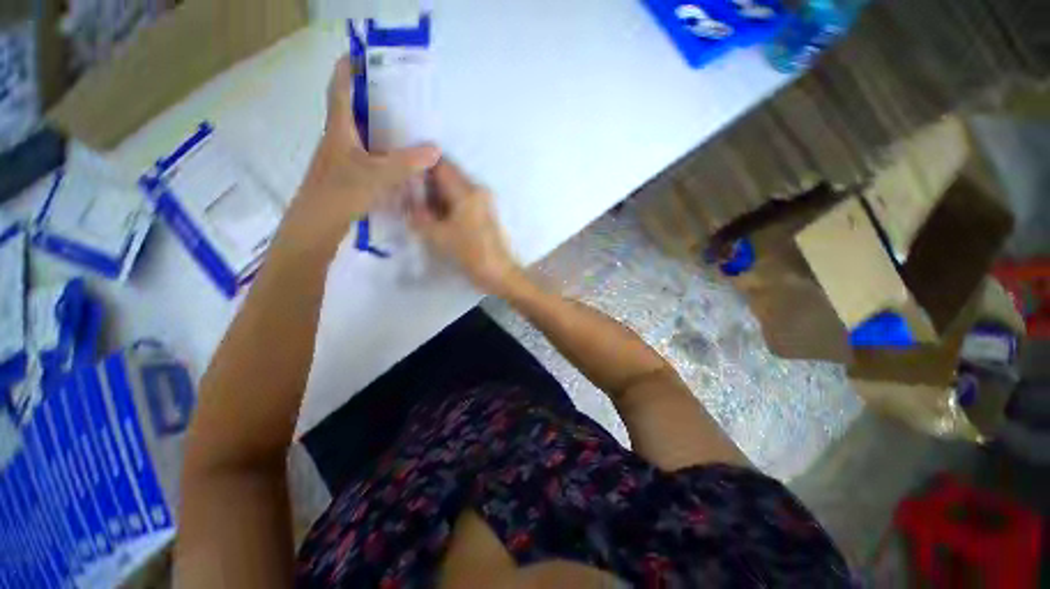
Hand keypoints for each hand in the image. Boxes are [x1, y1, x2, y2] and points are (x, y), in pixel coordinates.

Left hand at [277, 57, 440, 255]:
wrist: (318, 223)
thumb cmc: (342, 192)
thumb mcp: (378, 175)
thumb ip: (406, 162)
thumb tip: (435, 149)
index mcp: (339, 130)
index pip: (341, 90)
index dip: (347, 70)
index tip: (359, 55)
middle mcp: (337, 139)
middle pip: (350, 110)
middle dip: (367, 97)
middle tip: (391, 91)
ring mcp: (340, 158)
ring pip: (358, 133)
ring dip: (374, 125)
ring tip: (398, 123)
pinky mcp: (346, 174)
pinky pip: (364, 153)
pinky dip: (378, 150)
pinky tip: (393, 159)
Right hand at [409, 160, 523, 295]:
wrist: (499, 273)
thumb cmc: (469, 254)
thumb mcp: (437, 236)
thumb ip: (418, 214)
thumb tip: (407, 200)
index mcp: (467, 191)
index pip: (440, 164)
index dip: (420, 166)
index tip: (404, 176)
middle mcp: (478, 189)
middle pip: (448, 174)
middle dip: (427, 182)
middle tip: (409, 195)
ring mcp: (484, 200)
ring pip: (455, 187)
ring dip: (437, 194)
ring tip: (420, 208)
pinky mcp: (486, 211)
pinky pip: (463, 199)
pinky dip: (448, 203)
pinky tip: (437, 217)